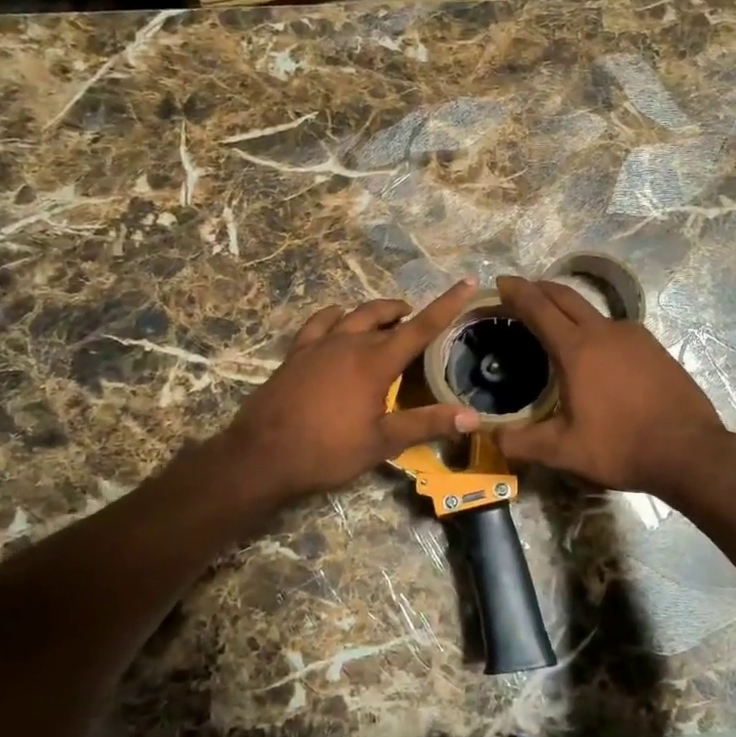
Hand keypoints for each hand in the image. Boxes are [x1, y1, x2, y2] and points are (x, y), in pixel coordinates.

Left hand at [223, 280, 483, 503]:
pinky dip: (336, 316)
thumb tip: (473, 417)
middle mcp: (350, 343)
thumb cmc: (328, 451)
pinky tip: (339, 319)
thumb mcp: (382, 443)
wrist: (263, 454)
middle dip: (407, 315)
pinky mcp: (297, 352)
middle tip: (418, 322)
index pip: (421, 327)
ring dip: (376, 312)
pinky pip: (320, 322)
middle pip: (386, 317)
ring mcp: (320, 344)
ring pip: (354, 314)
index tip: (467, 282)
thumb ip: (426, 424)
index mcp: (376, 362)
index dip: (447, 304)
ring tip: (388, 318)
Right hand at [494, 276, 727, 499]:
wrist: (690, 451)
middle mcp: (604, 332)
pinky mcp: (654, 348)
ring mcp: (634, 336)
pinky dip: (595, 328)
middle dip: (540, 289)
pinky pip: (616, 328)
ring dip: (569, 308)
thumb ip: (522, 443)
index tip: (501, 281)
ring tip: (557, 323)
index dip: (517, 292)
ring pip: (593, 311)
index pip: (539, 308)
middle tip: (521, 291)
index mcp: (577, 349)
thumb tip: (491, 440)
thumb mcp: (564, 451)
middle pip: (565, 297)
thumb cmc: (621, 446)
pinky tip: (597, 351)